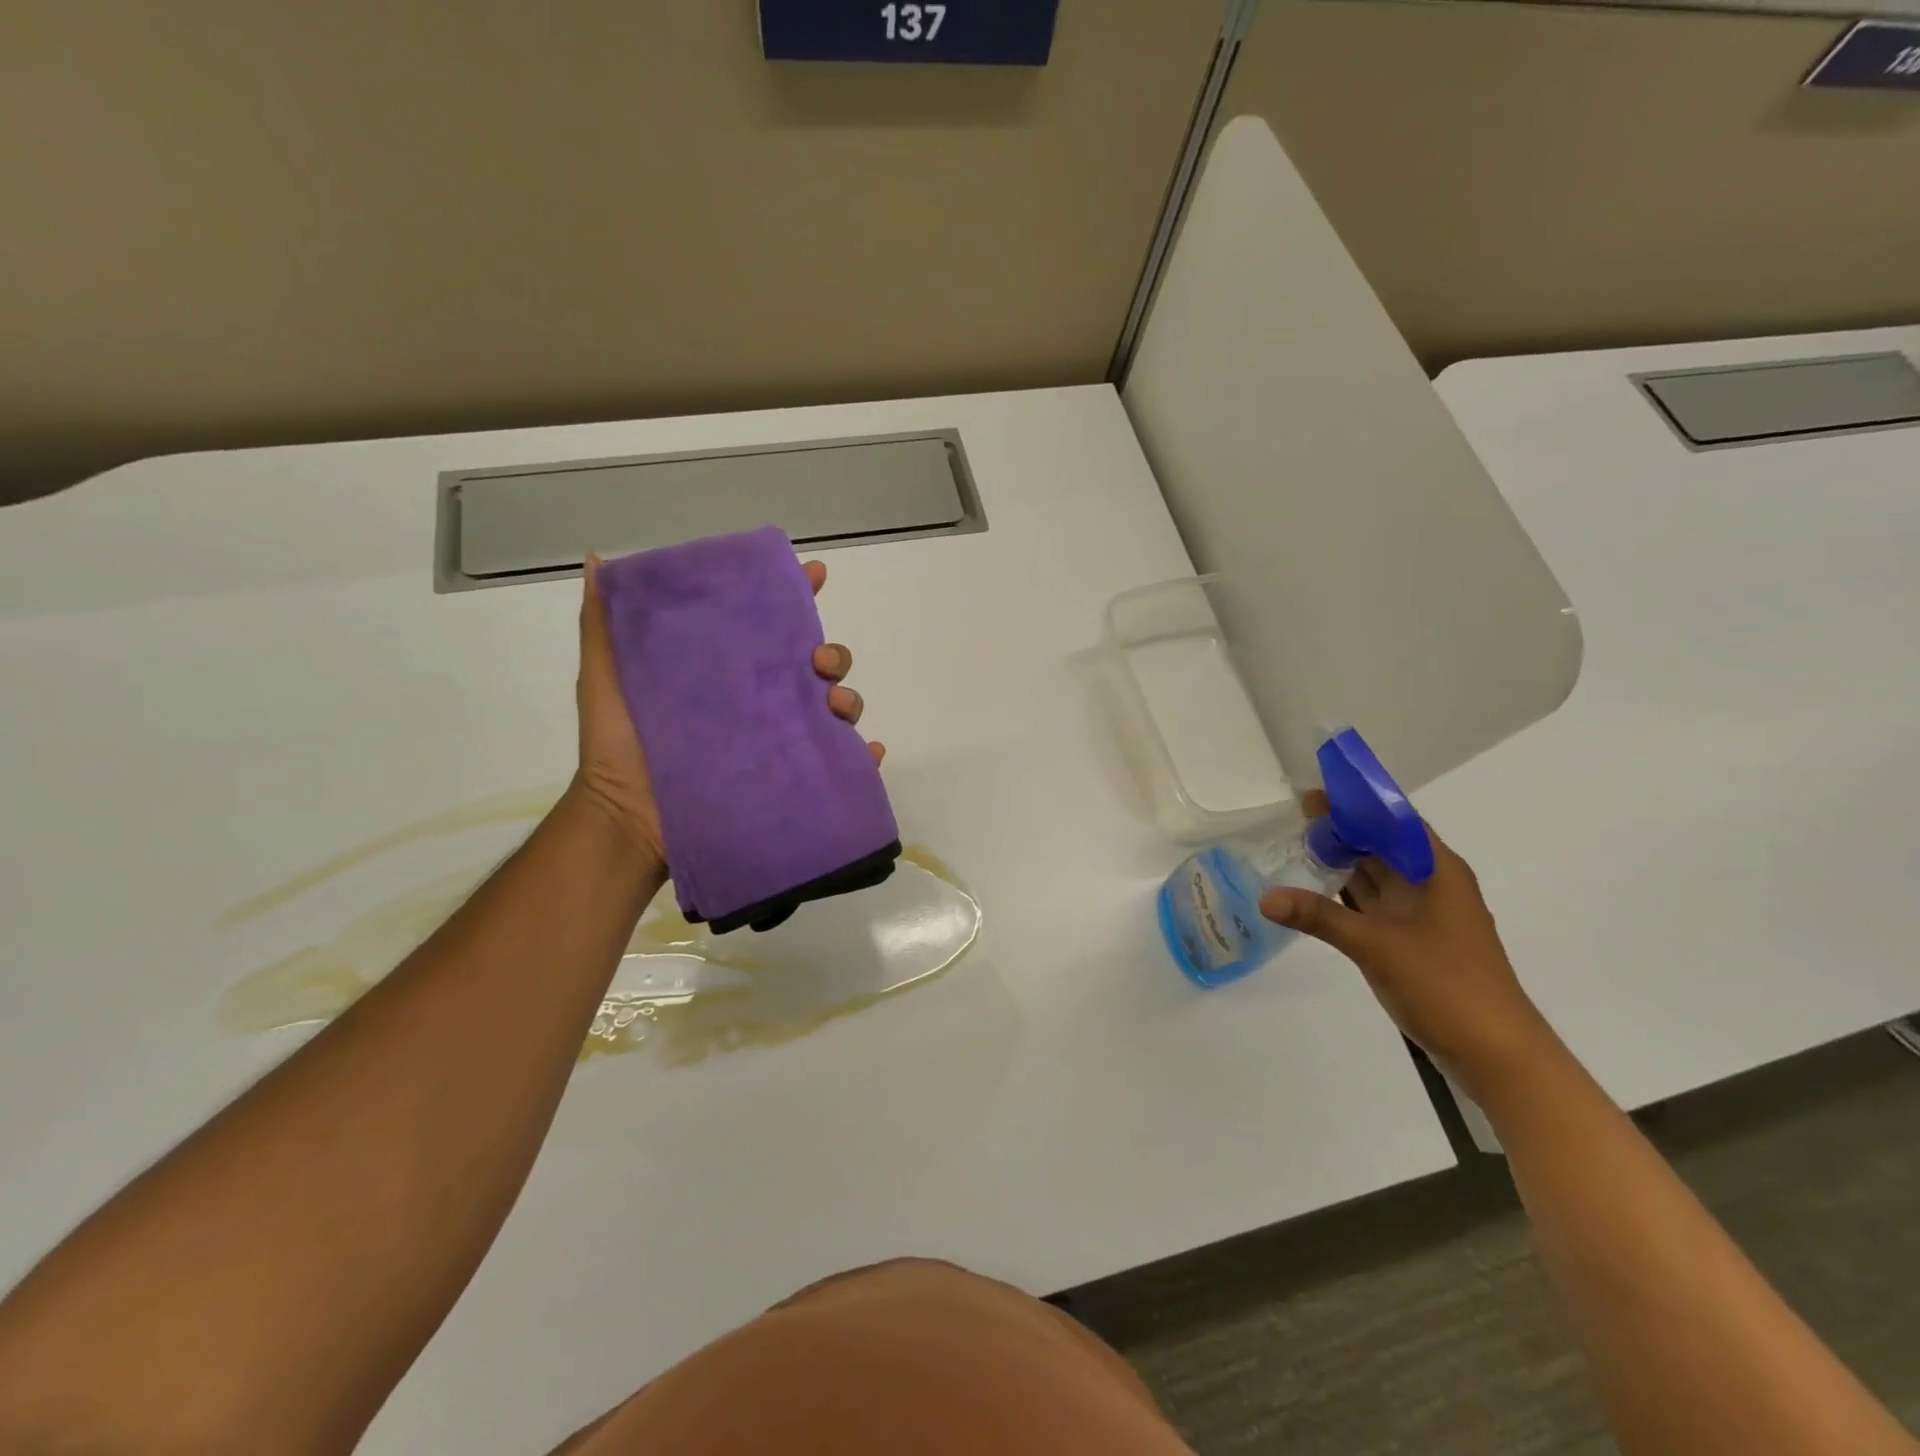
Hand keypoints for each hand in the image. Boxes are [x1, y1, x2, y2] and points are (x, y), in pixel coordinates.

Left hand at [569, 554, 883, 866]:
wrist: (627, 818)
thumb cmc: (618, 744)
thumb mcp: (606, 675)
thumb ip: (604, 623)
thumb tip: (596, 559)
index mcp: (730, 672)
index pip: (772, 625)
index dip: (797, 595)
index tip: (816, 575)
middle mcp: (763, 702)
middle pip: (818, 667)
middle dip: (833, 654)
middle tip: (818, 661)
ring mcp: (781, 742)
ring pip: (836, 710)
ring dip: (849, 700)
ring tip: (835, 706)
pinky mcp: (792, 782)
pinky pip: (841, 767)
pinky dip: (864, 759)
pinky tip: (869, 750)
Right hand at [1259, 792, 1555, 1095]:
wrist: (1498, 1054)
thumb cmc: (1445, 985)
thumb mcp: (1376, 946)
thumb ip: (1319, 917)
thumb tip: (1265, 898)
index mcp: (1437, 871)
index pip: (1394, 819)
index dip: (1356, 803)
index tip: (1315, 792)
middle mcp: (1434, 884)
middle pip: (1385, 843)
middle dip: (1345, 828)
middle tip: (1296, 815)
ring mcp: (1425, 915)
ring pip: (1380, 874)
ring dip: (1346, 860)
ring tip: (1299, 843)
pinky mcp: (1416, 940)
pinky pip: (1377, 903)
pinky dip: (1349, 893)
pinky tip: (1318, 890)